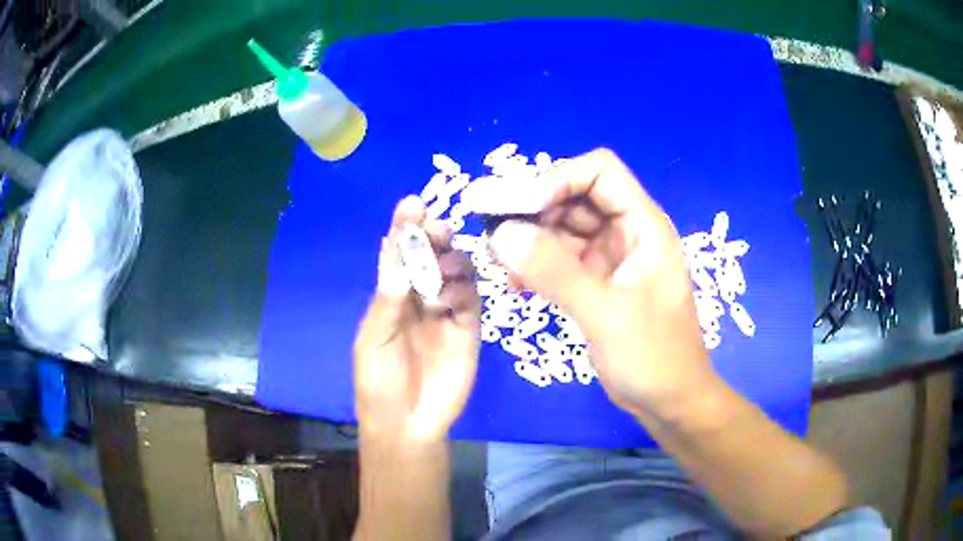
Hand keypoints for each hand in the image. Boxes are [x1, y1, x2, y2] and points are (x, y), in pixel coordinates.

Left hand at [353, 196, 480, 443]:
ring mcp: (446, 312)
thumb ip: (388, 296)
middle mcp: (420, 297)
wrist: (407, 423)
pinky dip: (463, 290)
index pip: (400, 254)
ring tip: (441, 269)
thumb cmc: (379, 382)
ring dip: (451, 260)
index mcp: (392, 296)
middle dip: (434, 236)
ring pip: (456, 271)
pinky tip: (449, 298)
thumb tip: (392, 245)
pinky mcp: (468, 329)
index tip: (412, 204)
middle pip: (432, 255)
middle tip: (436, 228)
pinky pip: (471, 299)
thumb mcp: (374, 338)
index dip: (405, 228)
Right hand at [463, 149, 712, 416]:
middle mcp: (626, 232)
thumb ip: (555, 272)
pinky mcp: (597, 283)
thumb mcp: (605, 314)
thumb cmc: (653, 357)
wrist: (670, 401)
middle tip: (493, 235)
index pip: (599, 172)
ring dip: (529, 240)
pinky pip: (560, 260)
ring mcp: (611, 258)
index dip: (558, 179)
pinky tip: (516, 285)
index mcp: (643, 226)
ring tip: (499, 264)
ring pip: (562, 228)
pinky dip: (536, 266)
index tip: (519, 209)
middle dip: (534, 210)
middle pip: (574, 196)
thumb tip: (501, 234)